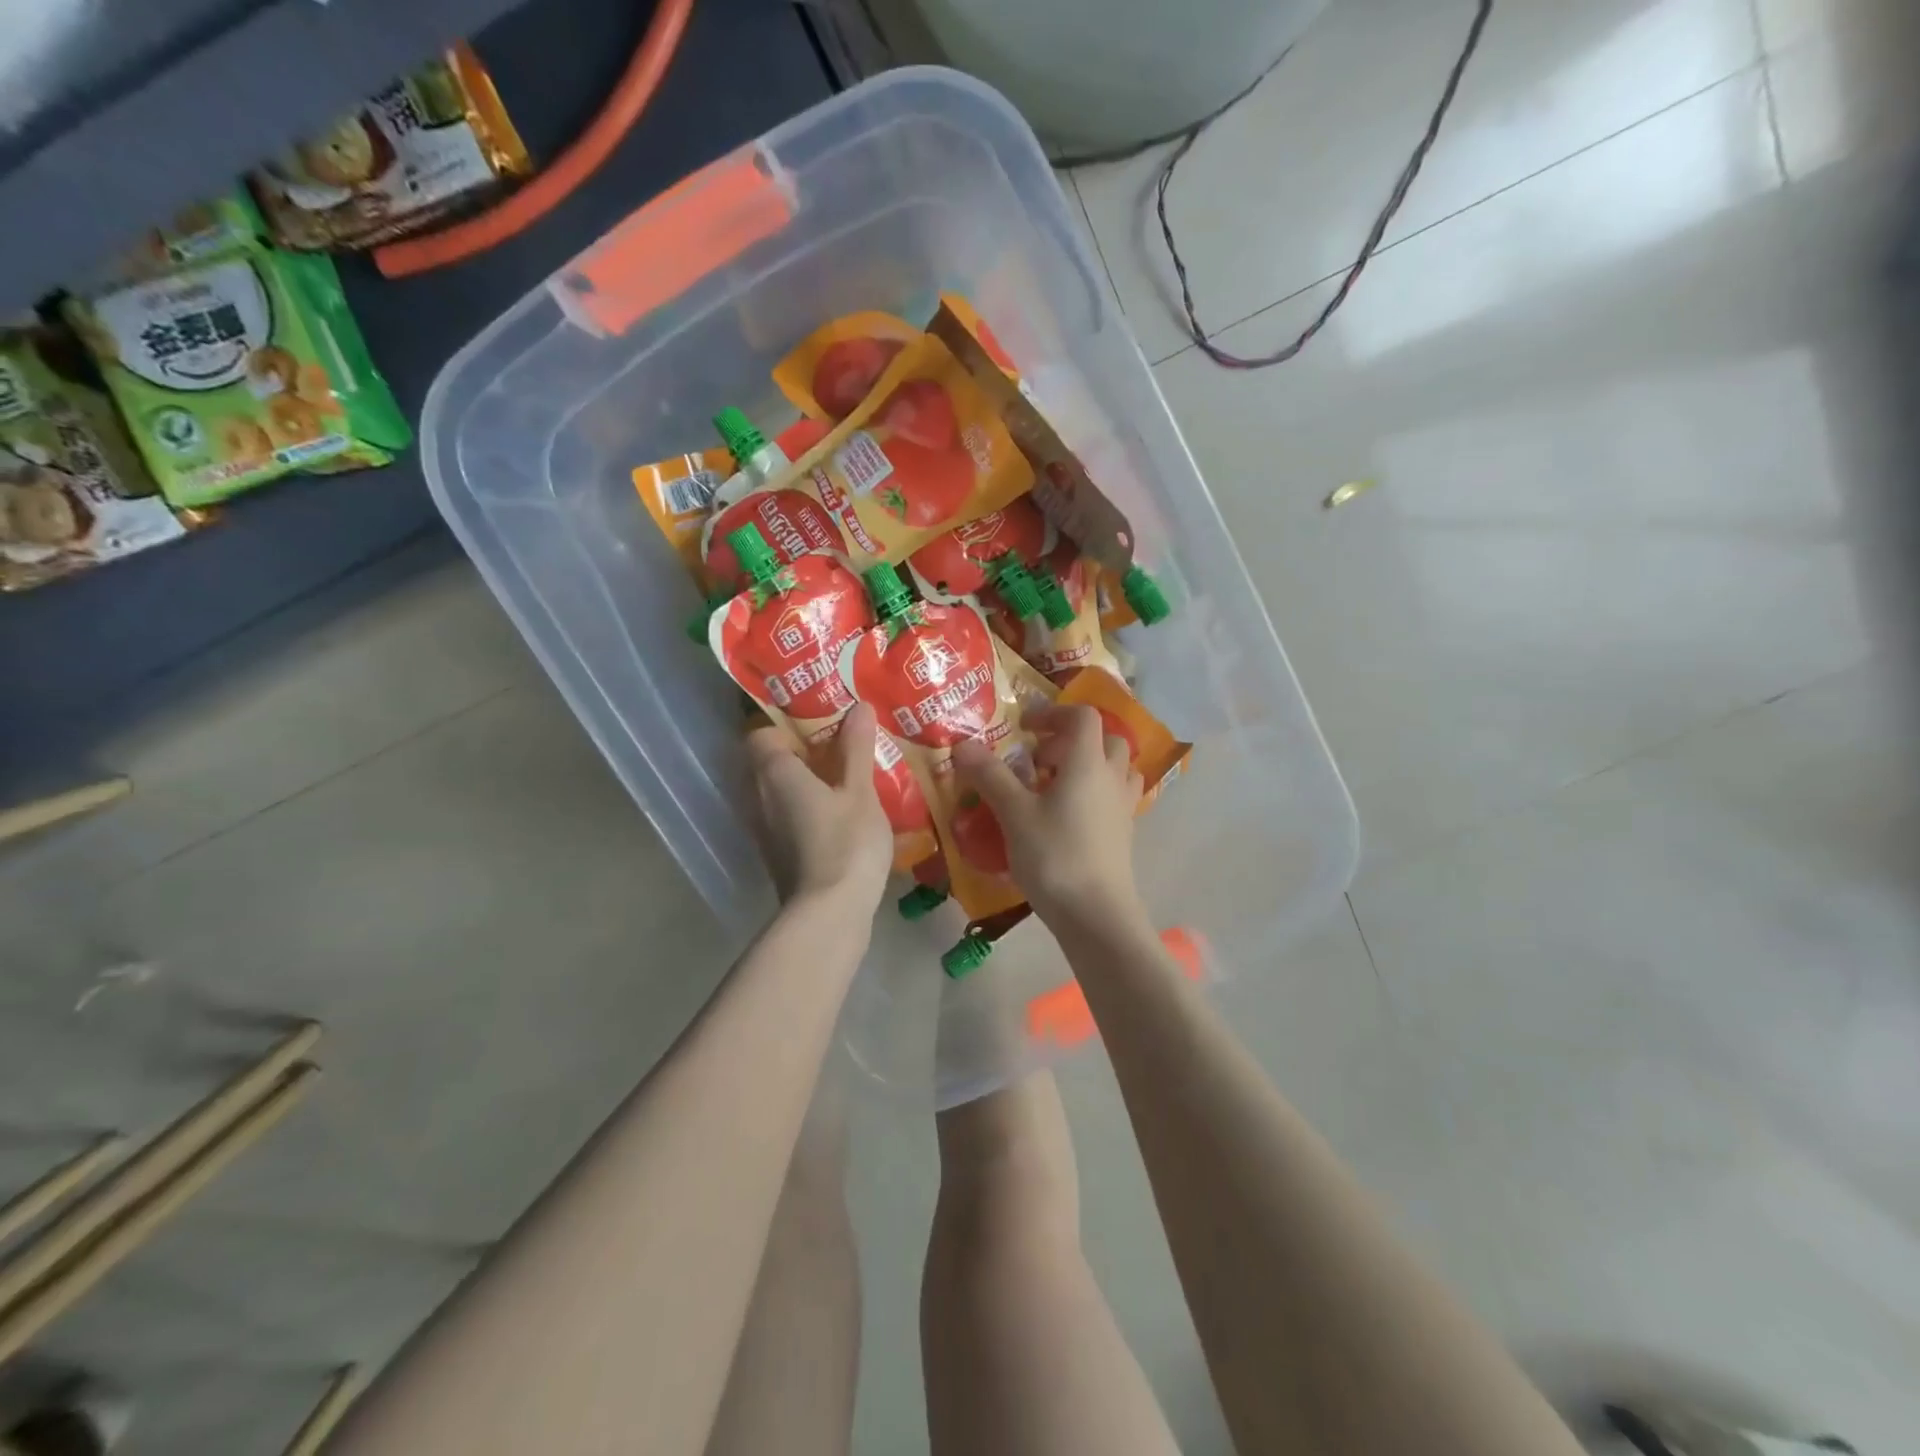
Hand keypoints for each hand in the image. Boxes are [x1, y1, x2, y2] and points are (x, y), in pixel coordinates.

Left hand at [747, 703, 892, 910]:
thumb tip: (857, 705)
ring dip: (806, 784)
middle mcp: (758, 798)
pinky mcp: (777, 856)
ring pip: (778, 794)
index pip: (761, 735)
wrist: (829, 915)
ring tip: (846, 779)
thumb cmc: (845, 843)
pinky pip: (787, 818)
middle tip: (842, 747)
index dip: (787, 726)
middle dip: (802, 754)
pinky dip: (807, 810)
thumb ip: (856, 748)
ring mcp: (765, 831)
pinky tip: (841, 816)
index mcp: (774, 773)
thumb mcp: (859, 791)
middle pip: (769, 764)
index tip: (823, 724)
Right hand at [953, 704, 1143, 926]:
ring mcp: (1123, 806)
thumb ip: (990, 776)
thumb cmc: (1054, 857)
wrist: (1097, 915)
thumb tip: (962, 744)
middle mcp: (1112, 777)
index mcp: (1088, 763)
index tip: (1024, 726)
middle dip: (1071, 739)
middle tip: (1039, 759)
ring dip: (1089, 764)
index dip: (1053, 712)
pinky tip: (1068, 815)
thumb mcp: (1014, 814)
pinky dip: (1096, 792)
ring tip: (1055, 784)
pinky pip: (1115, 796)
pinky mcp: (1124, 833)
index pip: (1082, 716)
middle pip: (1105, 739)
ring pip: (1115, 768)